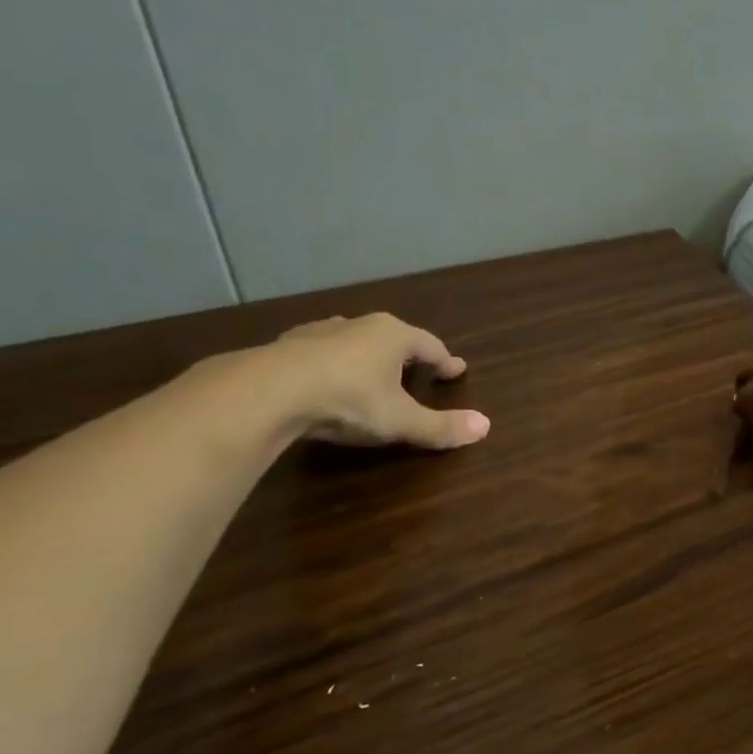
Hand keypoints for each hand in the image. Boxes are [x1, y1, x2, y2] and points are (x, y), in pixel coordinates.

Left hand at [268, 313, 489, 449]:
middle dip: (405, 354)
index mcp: (393, 336)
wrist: (267, 393)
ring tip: (369, 372)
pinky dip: (329, 365)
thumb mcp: (401, 421)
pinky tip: (323, 380)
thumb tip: (485, 427)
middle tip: (415, 370)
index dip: (445, 361)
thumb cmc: (348, 400)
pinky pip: (317, 353)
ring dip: (364, 356)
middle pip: (391, 337)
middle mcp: (359, 325)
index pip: (430, 346)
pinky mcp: (284, 347)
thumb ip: (441, 426)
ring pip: (352, 341)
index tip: (456, 370)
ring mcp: (318, 333)